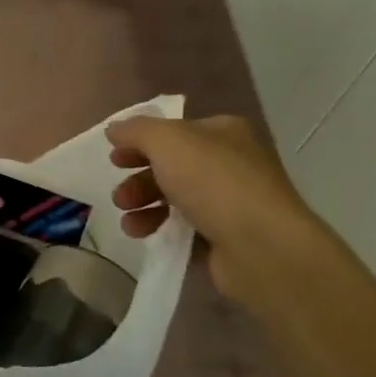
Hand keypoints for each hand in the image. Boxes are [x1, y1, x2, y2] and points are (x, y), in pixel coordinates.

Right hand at [105, 113, 334, 305]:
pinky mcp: (225, 236)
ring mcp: (229, 202)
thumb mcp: (167, 141)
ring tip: (128, 220)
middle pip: (170, 166)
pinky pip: (183, 228)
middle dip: (138, 179)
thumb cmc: (214, 182)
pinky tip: (142, 235)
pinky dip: (158, 229)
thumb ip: (136, 131)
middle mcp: (229, 163)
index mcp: (223, 133)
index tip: (114, 158)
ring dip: (142, 206)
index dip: (140, 142)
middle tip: (120, 196)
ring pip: (173, 198)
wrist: (261, 246)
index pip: (174, 131)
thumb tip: (115, 130)